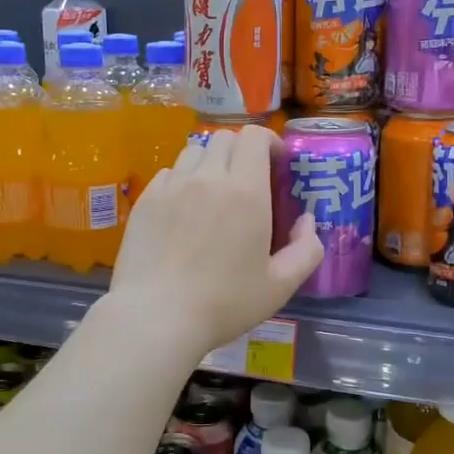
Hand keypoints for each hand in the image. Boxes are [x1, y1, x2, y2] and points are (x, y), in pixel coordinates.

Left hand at [108, 126, 323, 356]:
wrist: (156, 316)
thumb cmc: (224, 303)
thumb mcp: (280, 285)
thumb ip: (307, 249)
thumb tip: (307, 221)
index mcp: (246, 190)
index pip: (254, 137)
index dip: (268, 142)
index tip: (275, 164)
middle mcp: (208, 177)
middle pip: (224, 138)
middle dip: (241, 151)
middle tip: (247, 181)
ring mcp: (172, 186)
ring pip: (194, 151)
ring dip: (210, 162)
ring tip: (214, 192)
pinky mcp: (146, 200)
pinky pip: (169, 173)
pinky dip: (182, 180)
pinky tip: (184, 209)